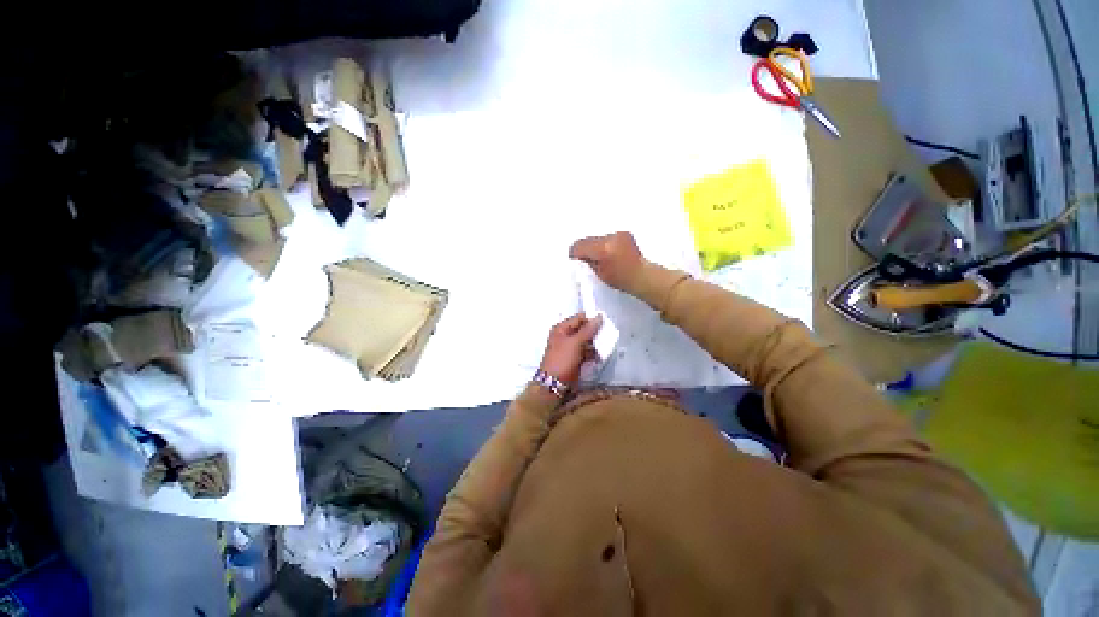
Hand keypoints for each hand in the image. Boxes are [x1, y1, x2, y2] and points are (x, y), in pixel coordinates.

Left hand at [539, 313, 602, 387]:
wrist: (554, 384)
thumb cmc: (562, 359)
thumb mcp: (575, 342)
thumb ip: (588, 330)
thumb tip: (599, 316)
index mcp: (562, 329)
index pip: (580, 318)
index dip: (592, 319)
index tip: (606, 323)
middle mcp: (566, 336)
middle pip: (584, 330)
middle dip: (596, 332)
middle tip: (609, 334)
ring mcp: (571, 348)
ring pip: (587, 342)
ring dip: (596, 344)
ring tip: (607, 345)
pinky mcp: (576, 359)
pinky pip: (587, 352)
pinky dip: (594, 354)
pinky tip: (602, 356)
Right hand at [569, 232, 645, 291]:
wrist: (641, 275)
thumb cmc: (621, 279)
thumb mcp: (598, 274)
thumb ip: (587, 262)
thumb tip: (579, 256)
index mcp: (603, 250)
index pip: (580, 245)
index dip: (575, 253)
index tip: (574, 259)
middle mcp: (611, 238)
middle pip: (588, 239)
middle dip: (585, 248)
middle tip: (586, 259)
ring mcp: (618, 234)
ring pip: (597, 237)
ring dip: (595, 245)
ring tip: (600, 256)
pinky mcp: (623, 233)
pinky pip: (606, 236)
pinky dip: (605, 243)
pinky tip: (609, 252)